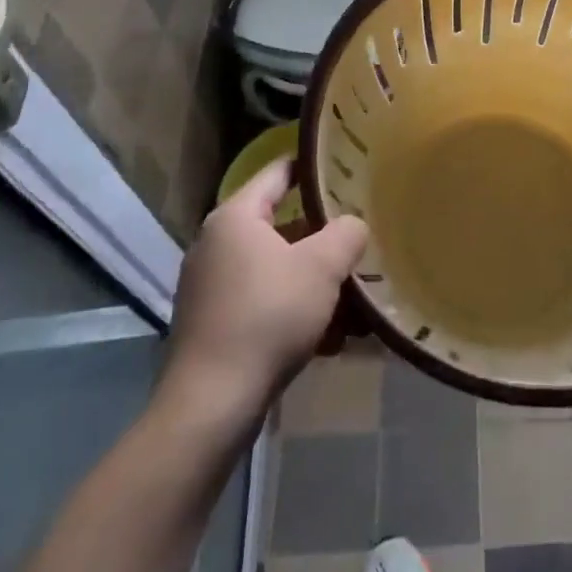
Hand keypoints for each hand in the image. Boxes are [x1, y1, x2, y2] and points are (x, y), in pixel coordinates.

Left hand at [159, 160, 367, 427]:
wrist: (211, 405)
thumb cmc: (267, 317)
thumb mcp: (322, 267)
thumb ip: (346, 233)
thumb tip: (352, 226)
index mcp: (235, 217)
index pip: (279, 172)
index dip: (313, 167)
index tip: (348, 166)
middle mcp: (216, 243)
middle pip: (281, 225)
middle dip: (323, 237)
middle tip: (360, 238)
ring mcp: (211, 286)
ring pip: (276, 269)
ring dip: (314, 281)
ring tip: (355, 300)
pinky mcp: (213, 324)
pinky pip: (264, 302)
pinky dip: (295, 311)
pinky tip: (330, 339)